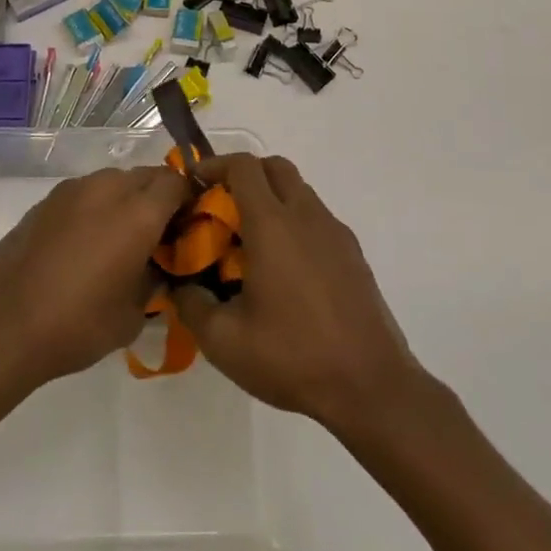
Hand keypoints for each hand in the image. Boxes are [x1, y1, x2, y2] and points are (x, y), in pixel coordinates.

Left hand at [0, 165, 187, 391]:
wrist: (4, 326)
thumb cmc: (77, 325)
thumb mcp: (132, 315)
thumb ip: (154, 280)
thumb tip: (158, 266)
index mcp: (138, 212)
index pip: (177, 183)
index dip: (188, 199)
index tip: (188, 225)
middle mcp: (108, 189)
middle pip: (146, 176)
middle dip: (158, 197)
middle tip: (157, 234)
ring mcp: (73, 190)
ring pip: (113, 180)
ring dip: (125, 199)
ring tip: (118, 238)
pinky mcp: (46, 200)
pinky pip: (84, 192)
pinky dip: (94, 207)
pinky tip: (83, 242)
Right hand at [172, 154, 420, 433]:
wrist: (370, 386)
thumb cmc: (292, 356)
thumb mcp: (224, 340)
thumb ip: (191, 304)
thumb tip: (180, 284)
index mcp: (272, 224)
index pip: (243, 166)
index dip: (214, 165)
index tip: (194, 183)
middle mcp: (306, 216)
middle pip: (275, 167)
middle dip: (244, 174)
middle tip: (221, 205)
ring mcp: (335, 232)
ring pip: (299, 191)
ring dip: (271, 198)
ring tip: (250, 240)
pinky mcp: (353, 254)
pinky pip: (317, 218)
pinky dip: (294, 222)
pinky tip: (284, 269)